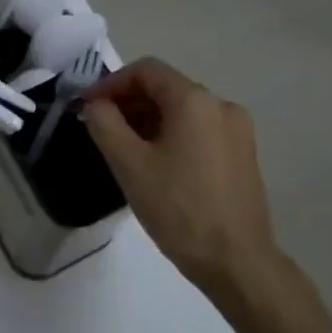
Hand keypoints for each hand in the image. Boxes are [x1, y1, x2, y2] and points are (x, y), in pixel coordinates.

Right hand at [81, 58, 276, 289]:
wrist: (238, 262)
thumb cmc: (179, 209)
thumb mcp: (129, 165)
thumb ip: (105, 124)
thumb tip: (96, 105)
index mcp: (195, 100)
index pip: (146, 70)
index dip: (111, 83)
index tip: (87, 107)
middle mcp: (221, 105)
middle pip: (166, 88)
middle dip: (129, 102)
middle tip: (100, 128)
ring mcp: (238, 131)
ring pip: (182, 111)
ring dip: (148, 119)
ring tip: (123, 149)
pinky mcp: (243, 155)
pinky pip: (199, 130)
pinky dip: (171, 135)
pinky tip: (155, 164)